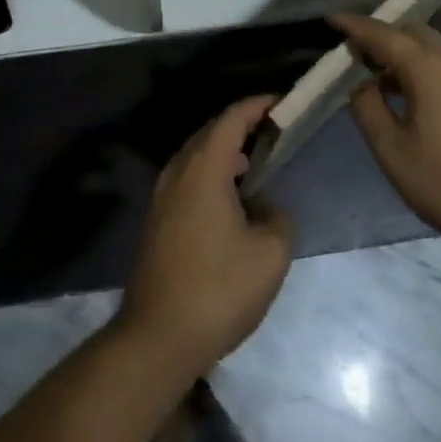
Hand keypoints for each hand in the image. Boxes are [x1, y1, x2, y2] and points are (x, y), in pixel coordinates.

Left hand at [119, 96, 293, 375]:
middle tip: (274, 132)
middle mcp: (178, 170)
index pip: (232, 117)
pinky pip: (188, 177)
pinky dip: (212, 173)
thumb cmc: (218, 289)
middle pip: (211, 131)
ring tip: (256, 164)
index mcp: (204, 166)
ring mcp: (162, 194)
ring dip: (226, 151)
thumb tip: (266, 208)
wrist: (157, 337)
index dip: (258, 105)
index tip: (283, 103)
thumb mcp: (270, 254)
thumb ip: (278, 218)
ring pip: (197, 155)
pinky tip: (231, 198)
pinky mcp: (157, 218)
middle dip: (242, 125)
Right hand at [335, 13, 440, 250]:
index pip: (382, 33)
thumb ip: (368, 110)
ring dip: (403, 50)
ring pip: (432, 46)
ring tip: (380, 75)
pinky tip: (414, 96)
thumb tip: (360, 84)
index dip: (354, 25)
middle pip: (411, 31)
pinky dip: (423, 65)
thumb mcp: (394, 152)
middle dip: (381, 34)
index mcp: (426, 67)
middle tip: (355, 52)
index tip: (330, 19)